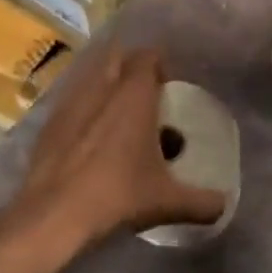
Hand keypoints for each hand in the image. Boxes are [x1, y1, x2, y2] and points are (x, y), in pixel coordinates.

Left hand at [14, 46, 226, 256]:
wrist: (52, 216)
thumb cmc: (117, 195)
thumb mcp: (168, 202)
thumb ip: (202, 202)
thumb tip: (223, 205)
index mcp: (133, 96)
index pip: (148, 56)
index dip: (160, 66)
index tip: (169, 89)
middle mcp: (100, 89)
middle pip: (116, 58)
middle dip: (131, 70)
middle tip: (146, 98)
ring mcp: (69, 104)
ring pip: (91, 78)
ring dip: (106, 88)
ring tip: (119, 119)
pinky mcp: (48, 124)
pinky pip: (72, 103)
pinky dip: (85, 111)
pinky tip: (91, 141)